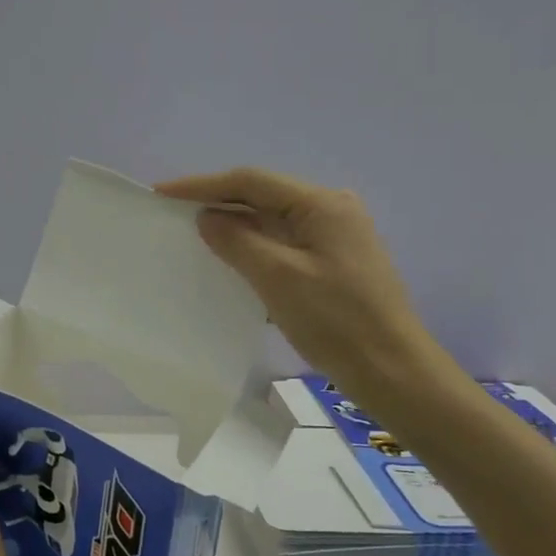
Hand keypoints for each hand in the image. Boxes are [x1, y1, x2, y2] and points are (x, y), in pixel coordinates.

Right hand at [156, 167, 445, 409]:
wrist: (394, 373)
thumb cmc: (336, 321)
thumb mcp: (278, 278)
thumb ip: (237, 241)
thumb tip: (207, 218)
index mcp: (322, 204)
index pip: (251, 181)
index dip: (202, 185)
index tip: (162, 193)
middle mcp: (331, 210)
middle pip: (262, 196)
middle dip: (217, 202)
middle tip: (172, 213)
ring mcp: (335, 236)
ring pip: (272, 220)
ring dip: (235, 226)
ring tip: (194, 235)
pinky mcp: (333, 262)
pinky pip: (283, 243)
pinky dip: (254, 247)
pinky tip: (231, 261)